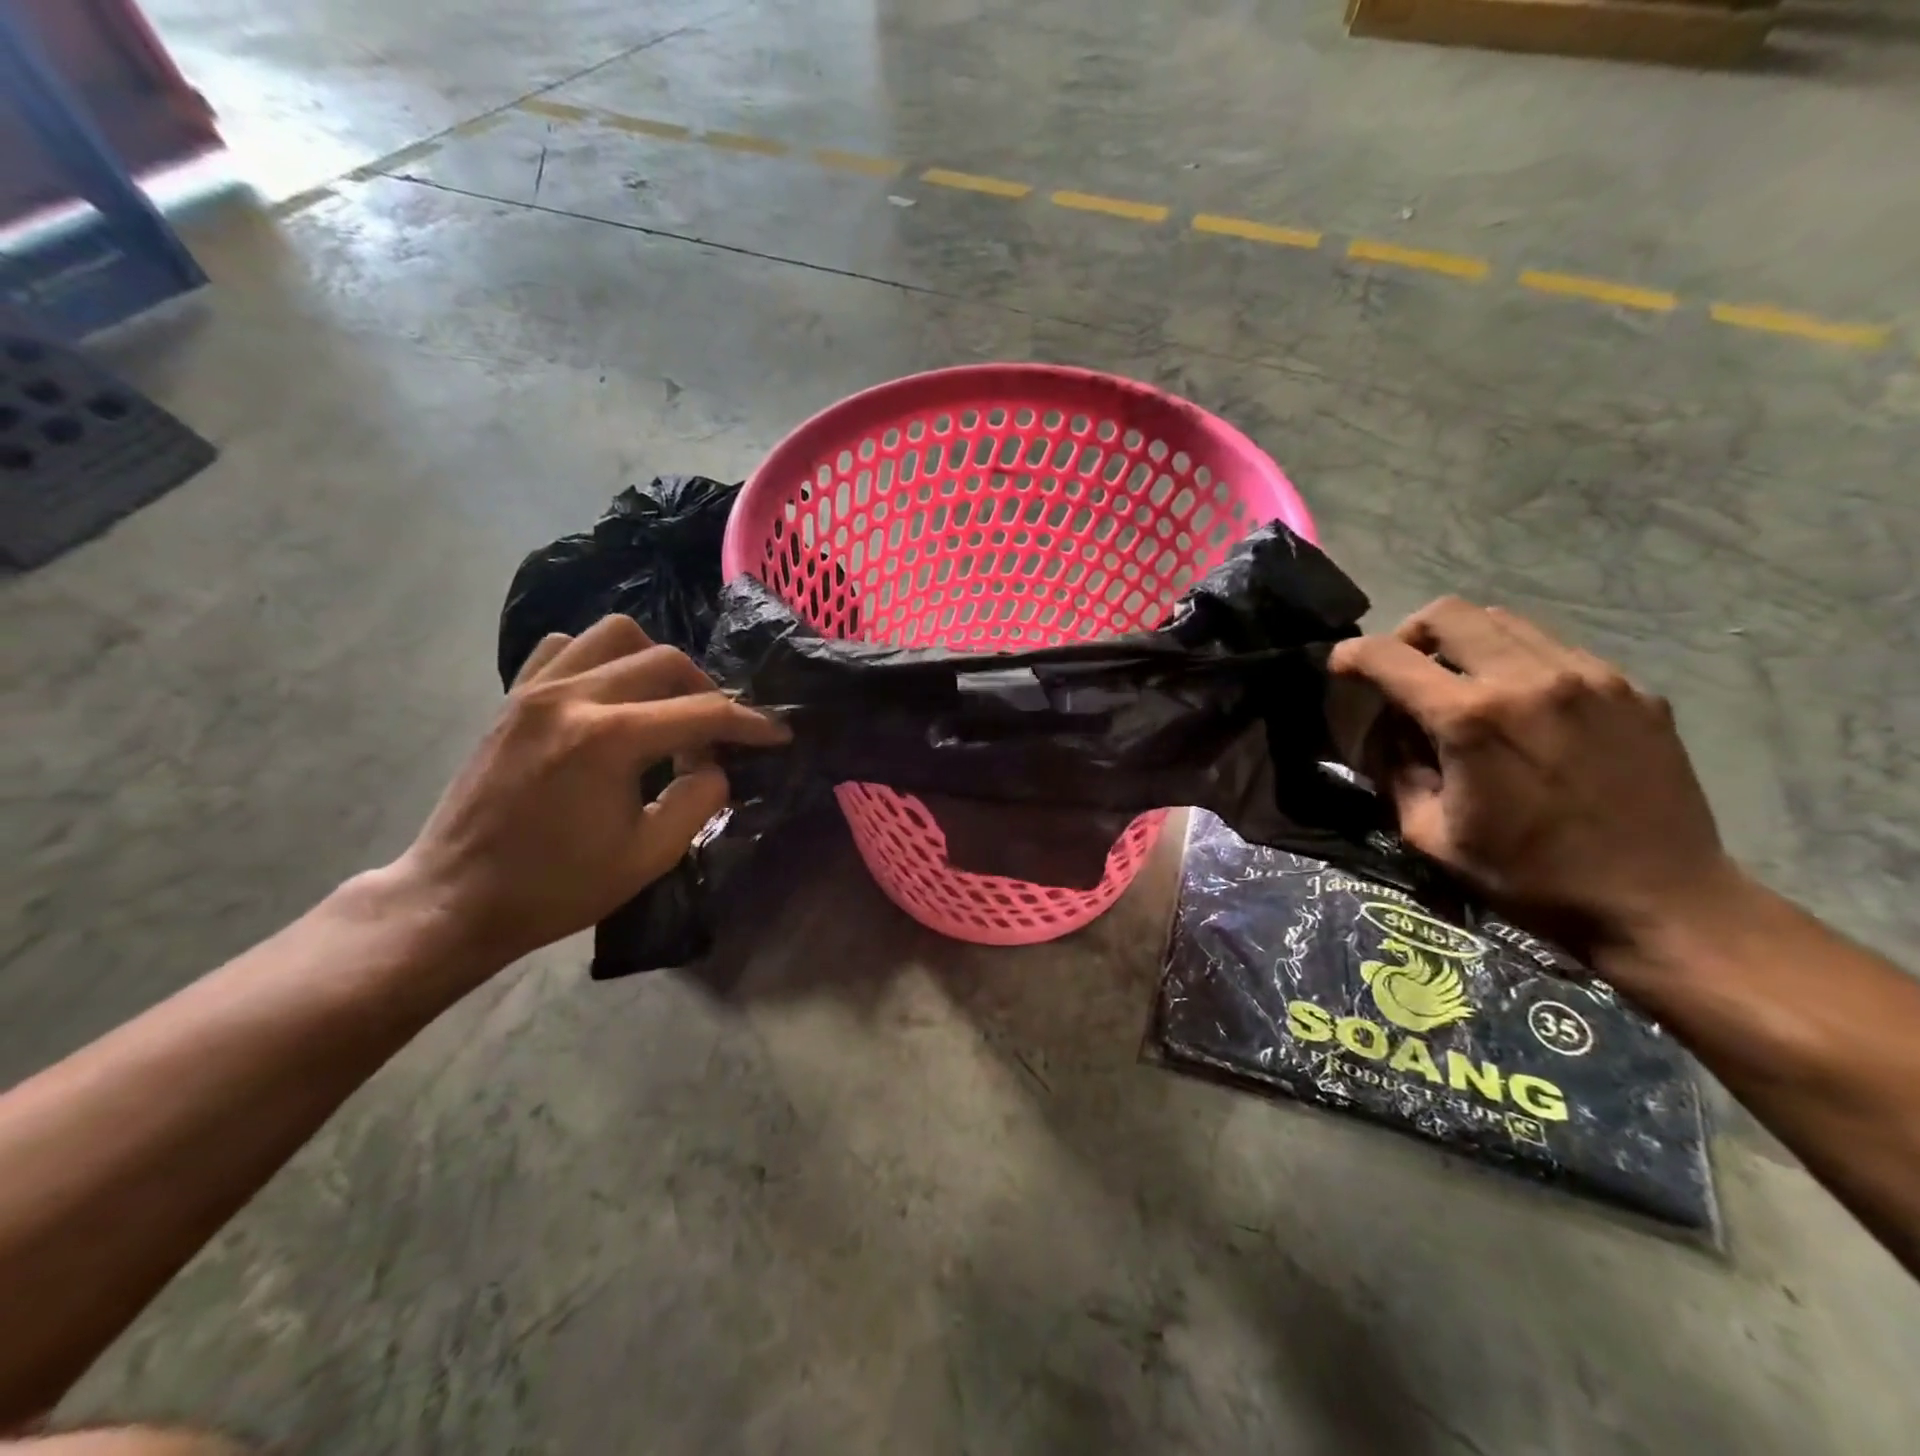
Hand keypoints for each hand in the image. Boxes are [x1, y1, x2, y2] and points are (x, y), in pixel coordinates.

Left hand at [391, 615, 787, 968]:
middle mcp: (572, 697)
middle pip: (666, 660)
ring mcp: (535, 689)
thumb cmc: (558, 886)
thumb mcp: (650, 855)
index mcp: (609, 739)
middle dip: (707, 692)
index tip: (778, 733)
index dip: (750, 722)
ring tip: (665, 704)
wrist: (456, 897)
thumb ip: (700, 799)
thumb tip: (716, 764)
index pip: (703, 712)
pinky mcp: (512, 696)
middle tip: (716, 734)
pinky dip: (601, 659)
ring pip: (616, 634)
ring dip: (655, 662)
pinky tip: (610, 695)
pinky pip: (566, 646)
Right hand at [1329, 598, 1738, 959]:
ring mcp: (1589, 677)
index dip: (1351, 655)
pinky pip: (1555, 649)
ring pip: (1503, 621)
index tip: (1340, 668)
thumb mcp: (1429, 835)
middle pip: (1448, 614)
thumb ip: (1396, 771)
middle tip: (1404, 671)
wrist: (1661, 902)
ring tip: (1461, 684)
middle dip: (1409, 634)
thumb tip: (1387, 734)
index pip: (1390, 656)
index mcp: (1472, 720)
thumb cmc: (1529, 877)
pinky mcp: (1631, 689)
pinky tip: (1521, 708)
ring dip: (1464, 643)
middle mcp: (1529, 680)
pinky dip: (1518, 662)